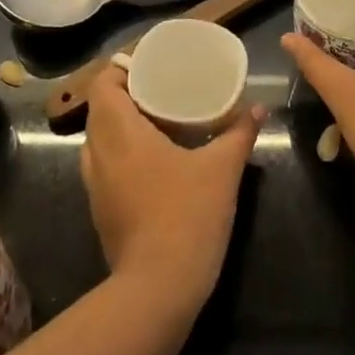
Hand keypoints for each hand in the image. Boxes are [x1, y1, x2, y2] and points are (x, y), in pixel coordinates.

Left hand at [80, 64, 262, 309]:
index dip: (120, 71)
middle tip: (161, 89)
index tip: (149, 66)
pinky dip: (120, 153)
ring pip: (98, 141)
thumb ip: (240, 133)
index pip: (102, 86)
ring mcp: (95, 186)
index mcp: (121, 134)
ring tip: (157, 121)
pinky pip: (103, 167)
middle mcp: (98, 155)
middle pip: (99, 110)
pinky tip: (153, 161)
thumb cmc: (188, 215)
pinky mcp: (101, 211)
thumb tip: (259, 109)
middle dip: (125, 95)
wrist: (159, 287)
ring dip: (120, 125)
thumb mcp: (223, 169)